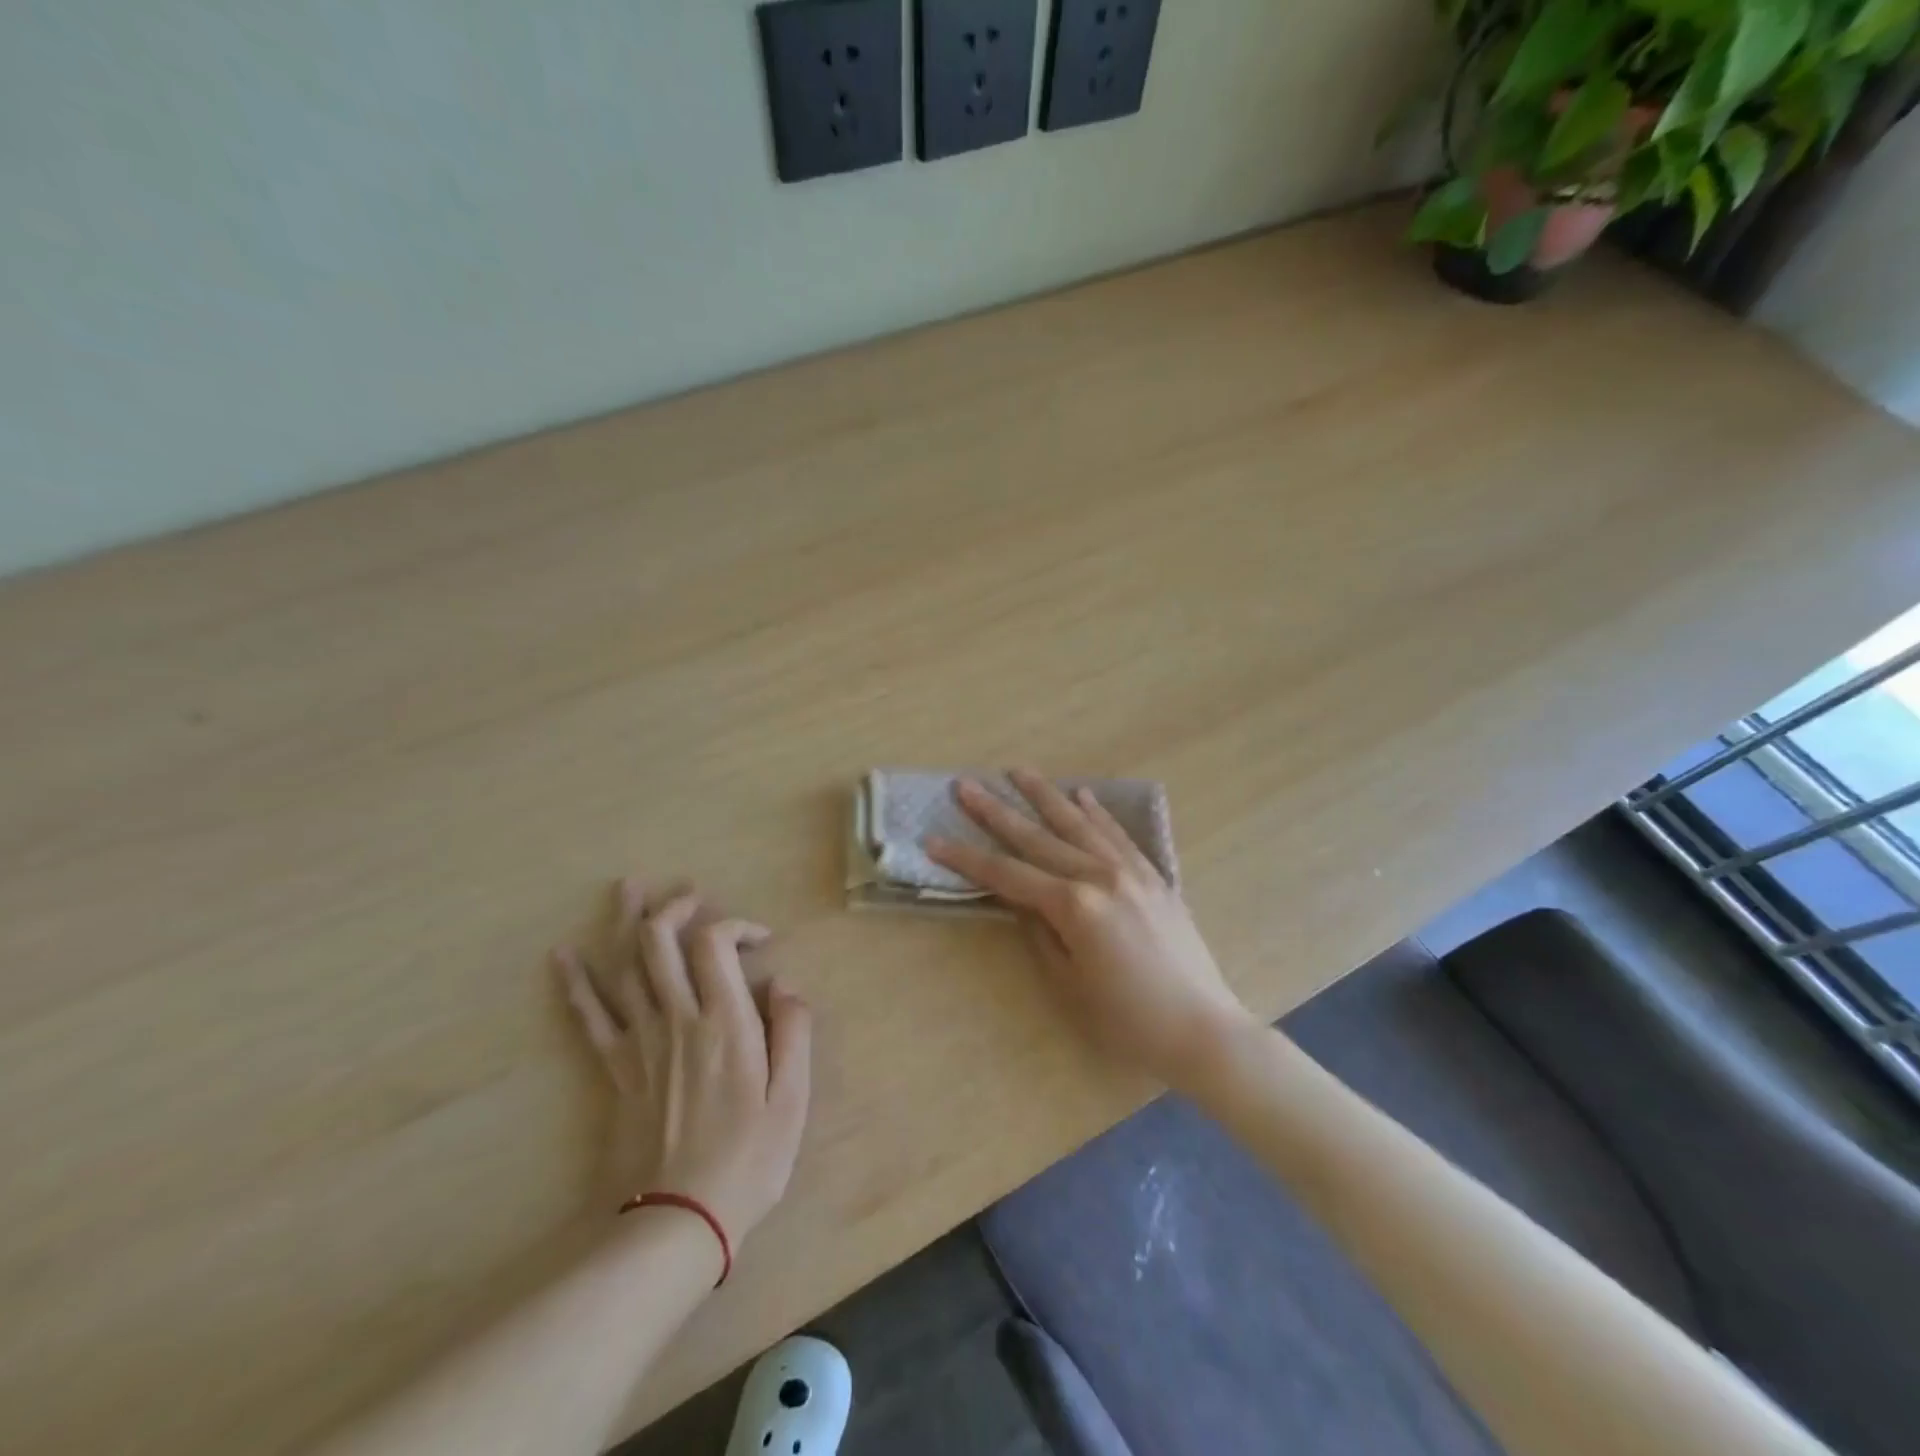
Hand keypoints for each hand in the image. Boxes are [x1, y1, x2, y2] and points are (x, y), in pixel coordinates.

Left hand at [554, 877, 811, 1246]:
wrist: (677, 1222)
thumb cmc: (747, 1160)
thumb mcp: (793, 1099)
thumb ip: (794, 1032)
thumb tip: (784, 983)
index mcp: (724, 1022)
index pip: (714, 943)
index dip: (735, 924)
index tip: (760, 940)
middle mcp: (677, 1019)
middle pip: (660, 941)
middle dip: (674, 905)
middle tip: (690, 891)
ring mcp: (640, 1042)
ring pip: (624, 966)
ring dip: (626, 922)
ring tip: (628, 886)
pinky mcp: (615, 1069)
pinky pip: (590, 1016)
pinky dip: (576, 982)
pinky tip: (563, 954)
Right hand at [925, 769, 1256, 1089]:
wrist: (1202, 1029)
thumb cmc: (1127, 1020)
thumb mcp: (1069, 984)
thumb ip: (1041, 934)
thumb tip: (1022, 901)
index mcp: (1074, 906)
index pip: (1007, 875)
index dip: (967, 859)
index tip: (934, 839)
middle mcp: (1100, 876)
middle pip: (1037, 838)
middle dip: (996, 812)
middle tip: (966, 785)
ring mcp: (1131, 871)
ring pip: (1078, 824)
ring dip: (1045, 795)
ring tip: (1018, 771)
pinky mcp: (1154, 876)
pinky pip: (1119, 835)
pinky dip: (1098, 813)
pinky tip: (1082, 795)